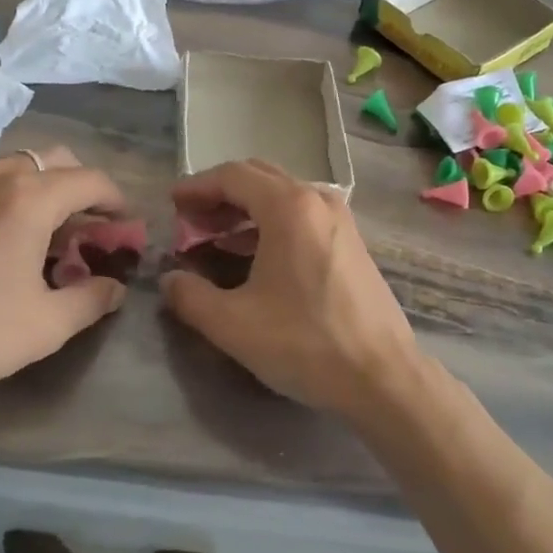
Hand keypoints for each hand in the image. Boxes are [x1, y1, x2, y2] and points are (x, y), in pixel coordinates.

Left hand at [0, 147, 128, 448]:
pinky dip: (2, 196)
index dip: (116, 200)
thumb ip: (92, 299)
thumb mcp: (45, 326)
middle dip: (80, 186)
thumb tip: (115, 287)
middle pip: (54, 160)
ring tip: (40, 232)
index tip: (125, 225)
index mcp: (29, 200)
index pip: (90, 181)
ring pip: (13, 167)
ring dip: (40, 189)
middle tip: (86, 226)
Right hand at [160, 161, 421, 418]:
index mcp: (289, 206)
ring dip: (245, 209)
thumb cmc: (305, 343)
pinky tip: (254, 254)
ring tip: (215, 237)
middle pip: (259, 178)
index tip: (172, 203)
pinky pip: (302, 215)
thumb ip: (190, 297)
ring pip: (282, 196)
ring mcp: (339, 219)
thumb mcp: (234, 324)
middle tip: (190, 220)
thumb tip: (170, 280)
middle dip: (220, 195)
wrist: (383, 376)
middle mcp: (317, 200)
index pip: (233, 176)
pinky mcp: (351, 242)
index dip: (197, 186)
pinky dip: (271, 223)